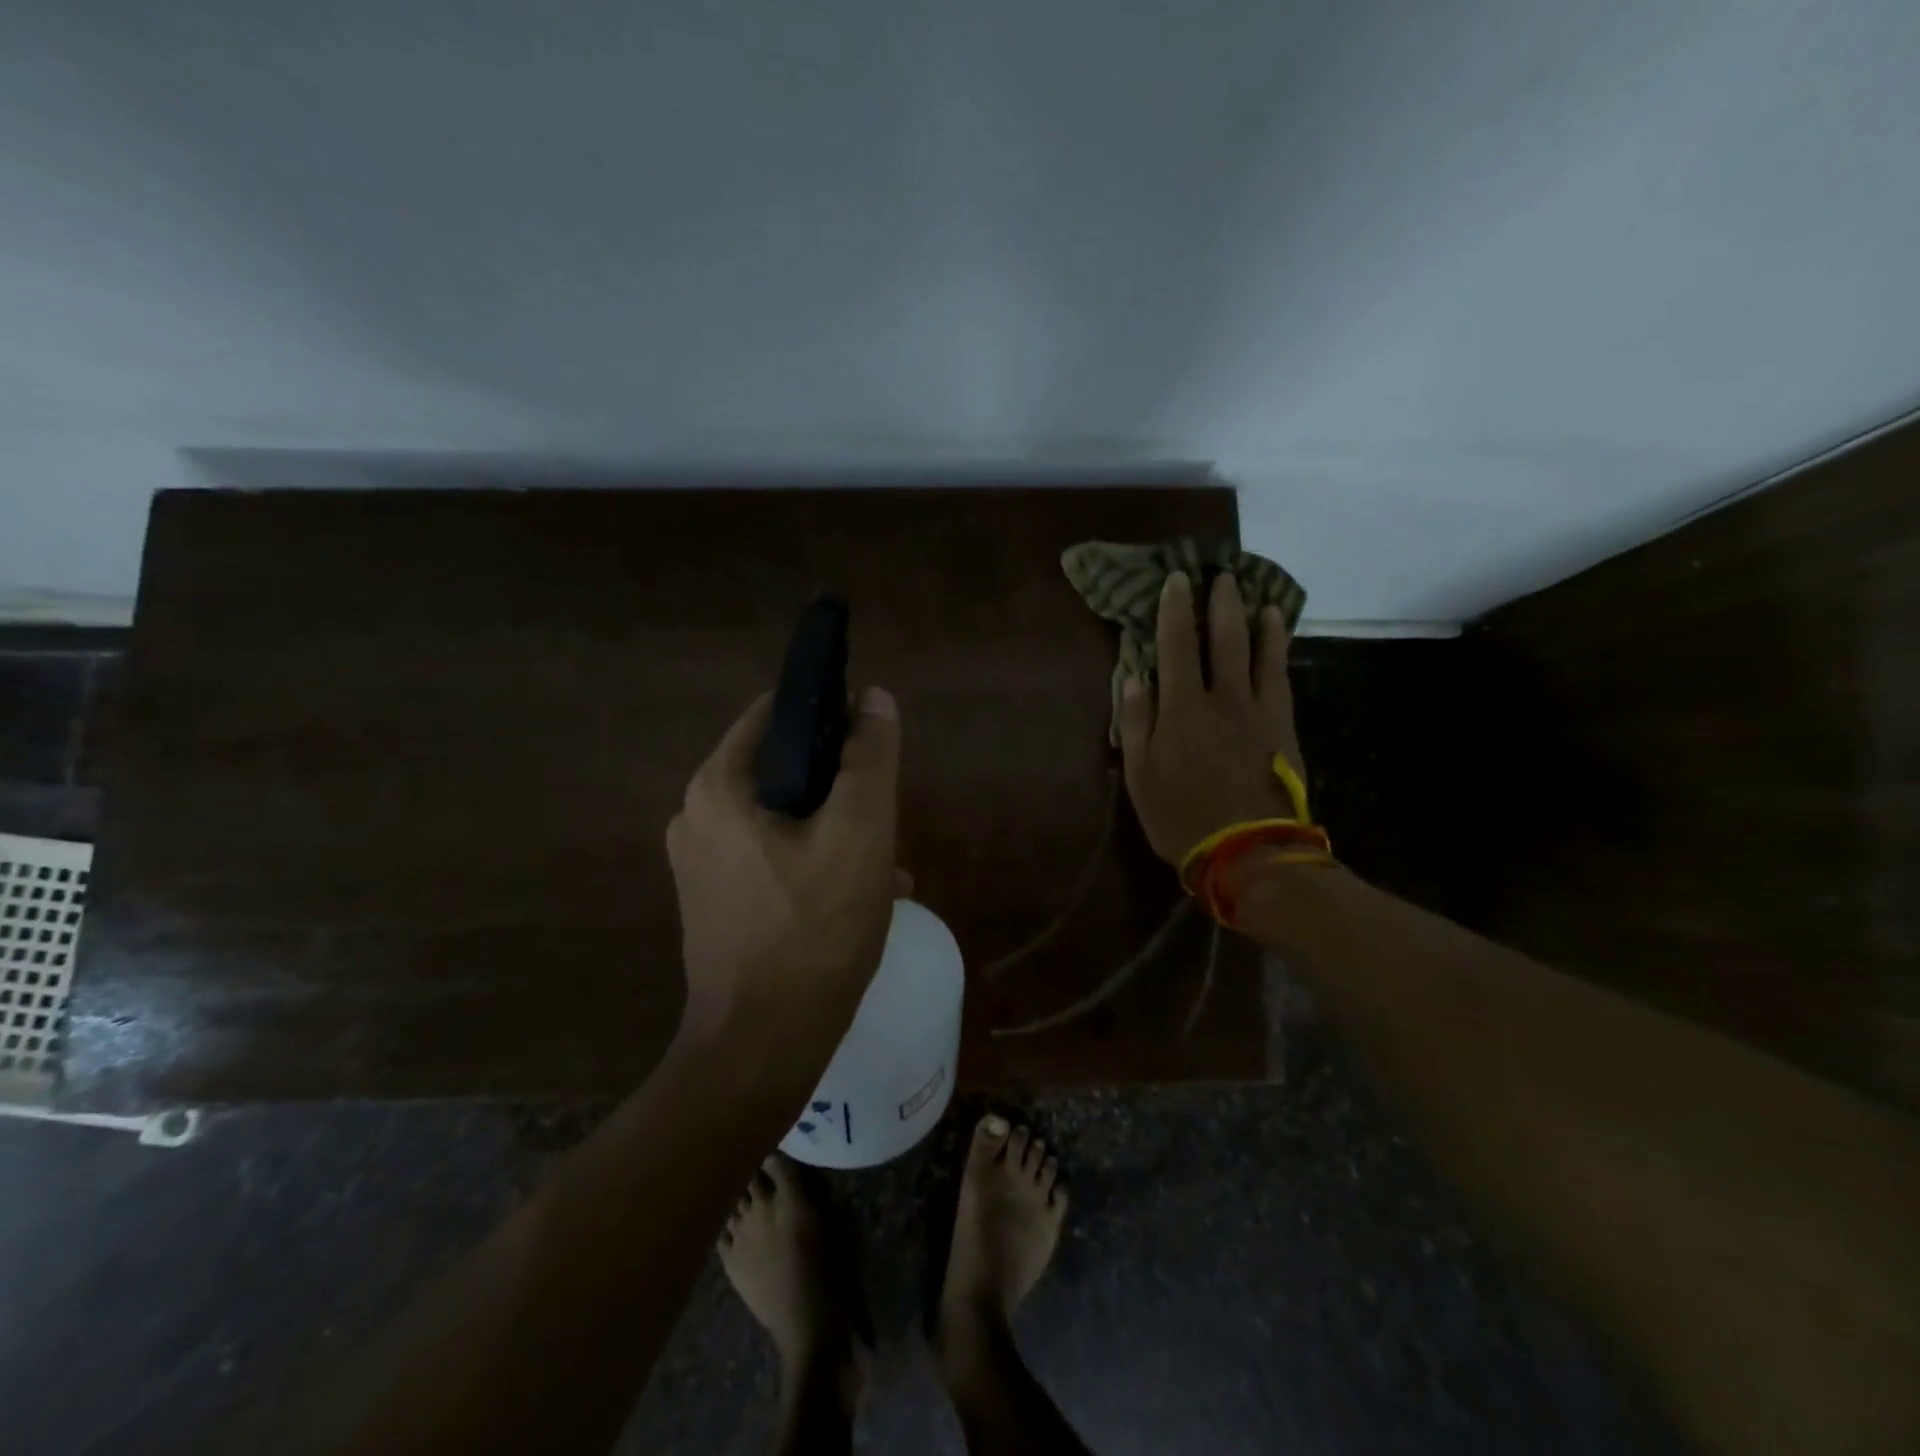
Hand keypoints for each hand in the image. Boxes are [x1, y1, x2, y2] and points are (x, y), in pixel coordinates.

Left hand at [666, 687, 902, 1050]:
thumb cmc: (814, 929)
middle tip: (884, 815)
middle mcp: (697, 816)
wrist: (761, 1048)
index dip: (830, 714)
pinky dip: (815, 861)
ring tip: (886, 862)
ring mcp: (702, 863)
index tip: (872, 744)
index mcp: (719, 786)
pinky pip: (772, 857)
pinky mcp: (715, 902)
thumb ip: (869, 757)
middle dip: (839, 784)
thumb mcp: (860, 832)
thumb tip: (874, 697)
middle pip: (783, 768)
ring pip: (783, 816)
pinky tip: (863, 895)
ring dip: (835, 827)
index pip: (776, 713)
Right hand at [1117, 571, 1305, 865]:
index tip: (1176, 580)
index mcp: (1183, 708)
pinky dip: (1279, 654)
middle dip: (1221, 604)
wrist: (1248, 852)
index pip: (1176, 646)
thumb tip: (1134, 677)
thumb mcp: (1140, 776)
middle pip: (1225, 639)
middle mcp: (1224, 699)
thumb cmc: (1181, 817)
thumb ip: (1137, 722)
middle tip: (1223, 576)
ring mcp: (1260, 712)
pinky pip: (1281, 680)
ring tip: (1261, 599)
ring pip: (1261, 654)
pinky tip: (1278, 643)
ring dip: (1260, 623)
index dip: (1175, 610)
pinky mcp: (1284, 729)